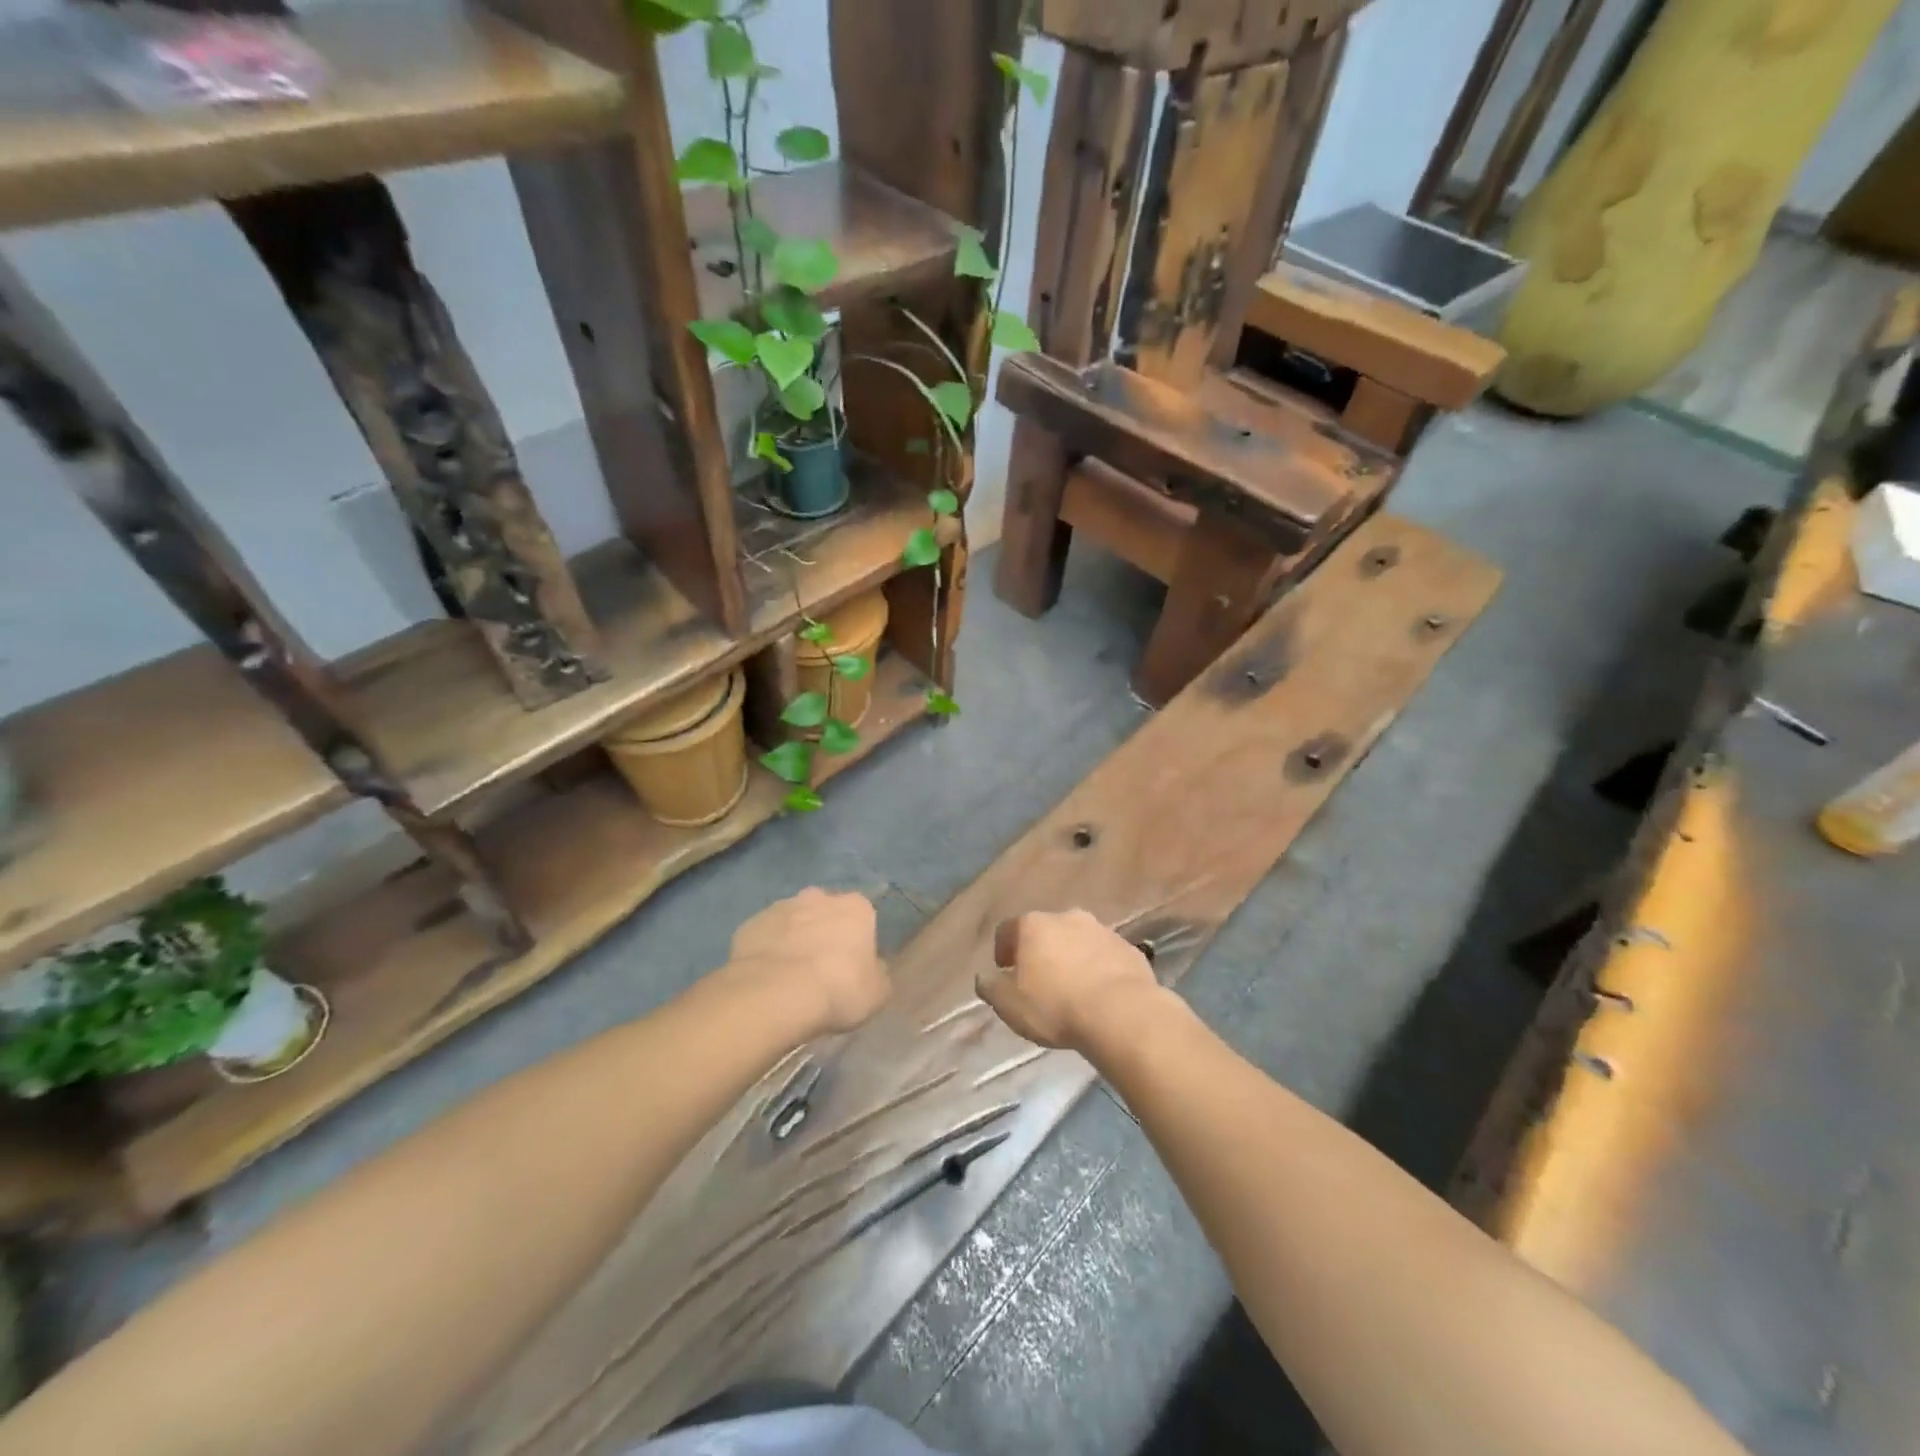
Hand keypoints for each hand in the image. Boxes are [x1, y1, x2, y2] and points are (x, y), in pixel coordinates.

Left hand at [726, 888, 889, 1034]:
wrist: (776, 994)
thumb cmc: (838, 989)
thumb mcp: (877, 992)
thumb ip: (878, 974)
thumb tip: (873, 969)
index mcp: (856, 907)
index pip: (862, 917)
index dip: (857, 942)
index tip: (852, 967)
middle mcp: (819, 897)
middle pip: (825, 912)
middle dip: (824, 932)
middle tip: (821, 969)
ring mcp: (781, 907)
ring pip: (793, 921)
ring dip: (794, 939)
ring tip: (790, 977)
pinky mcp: (750, 924)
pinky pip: (764, 937)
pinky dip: (767, 951)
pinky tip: (766, 978)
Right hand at [976, 909, 1162, 1051]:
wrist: (1121, 1013)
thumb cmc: (1055, 1006)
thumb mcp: (1009, 1005)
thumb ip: (991, 988)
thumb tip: (985, 978)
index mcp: (1033, 926)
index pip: (1007, 930)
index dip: (1002, 950)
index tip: (1004, 971)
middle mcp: (1066, 918)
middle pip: (1045, 931)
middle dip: (1040, 951)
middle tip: (1039, 980)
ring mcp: (1101, 930)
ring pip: (1078, 941)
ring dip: (1071, 958)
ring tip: (1072, 988)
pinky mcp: (1128, 948)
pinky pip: (1105, 956)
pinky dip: (1099, 968)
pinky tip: (1100, 994)